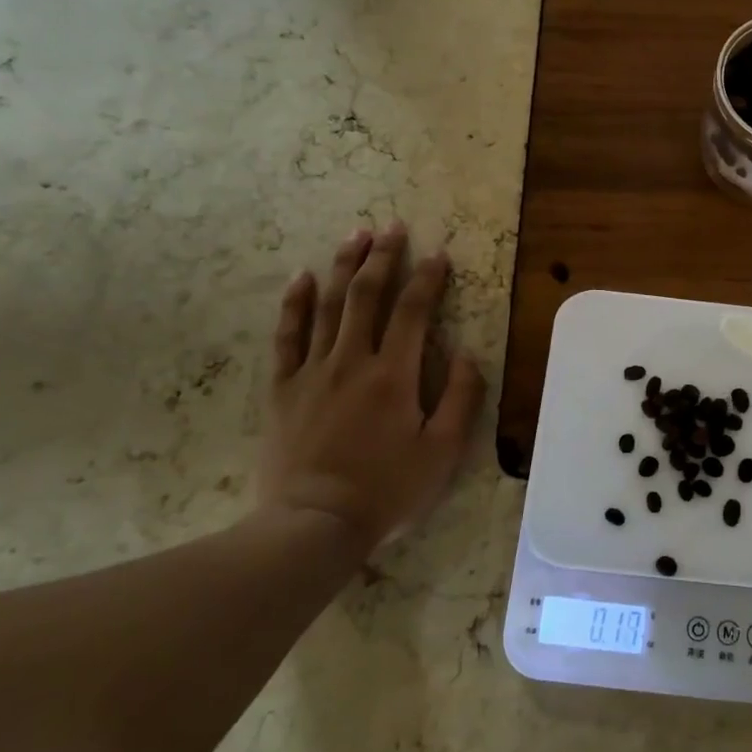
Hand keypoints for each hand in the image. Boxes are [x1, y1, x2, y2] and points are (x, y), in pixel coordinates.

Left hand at [260, 222, 484, 556]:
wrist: (313, 525)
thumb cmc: (386, 490)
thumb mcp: (442, 452)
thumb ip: (461, 399)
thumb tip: (469, 354)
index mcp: (395, 375)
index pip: (414, 311)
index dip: (429, 278)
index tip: (439, 253)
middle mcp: (353, 361)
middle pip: (367, 295)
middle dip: (383, 257)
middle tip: (392, 226)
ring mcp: (313, 372)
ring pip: (328, 306)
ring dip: (343, 267)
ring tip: (354, 235)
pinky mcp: (283, 388)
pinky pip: (287, 336)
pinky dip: (295, 303)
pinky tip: (301, 277)